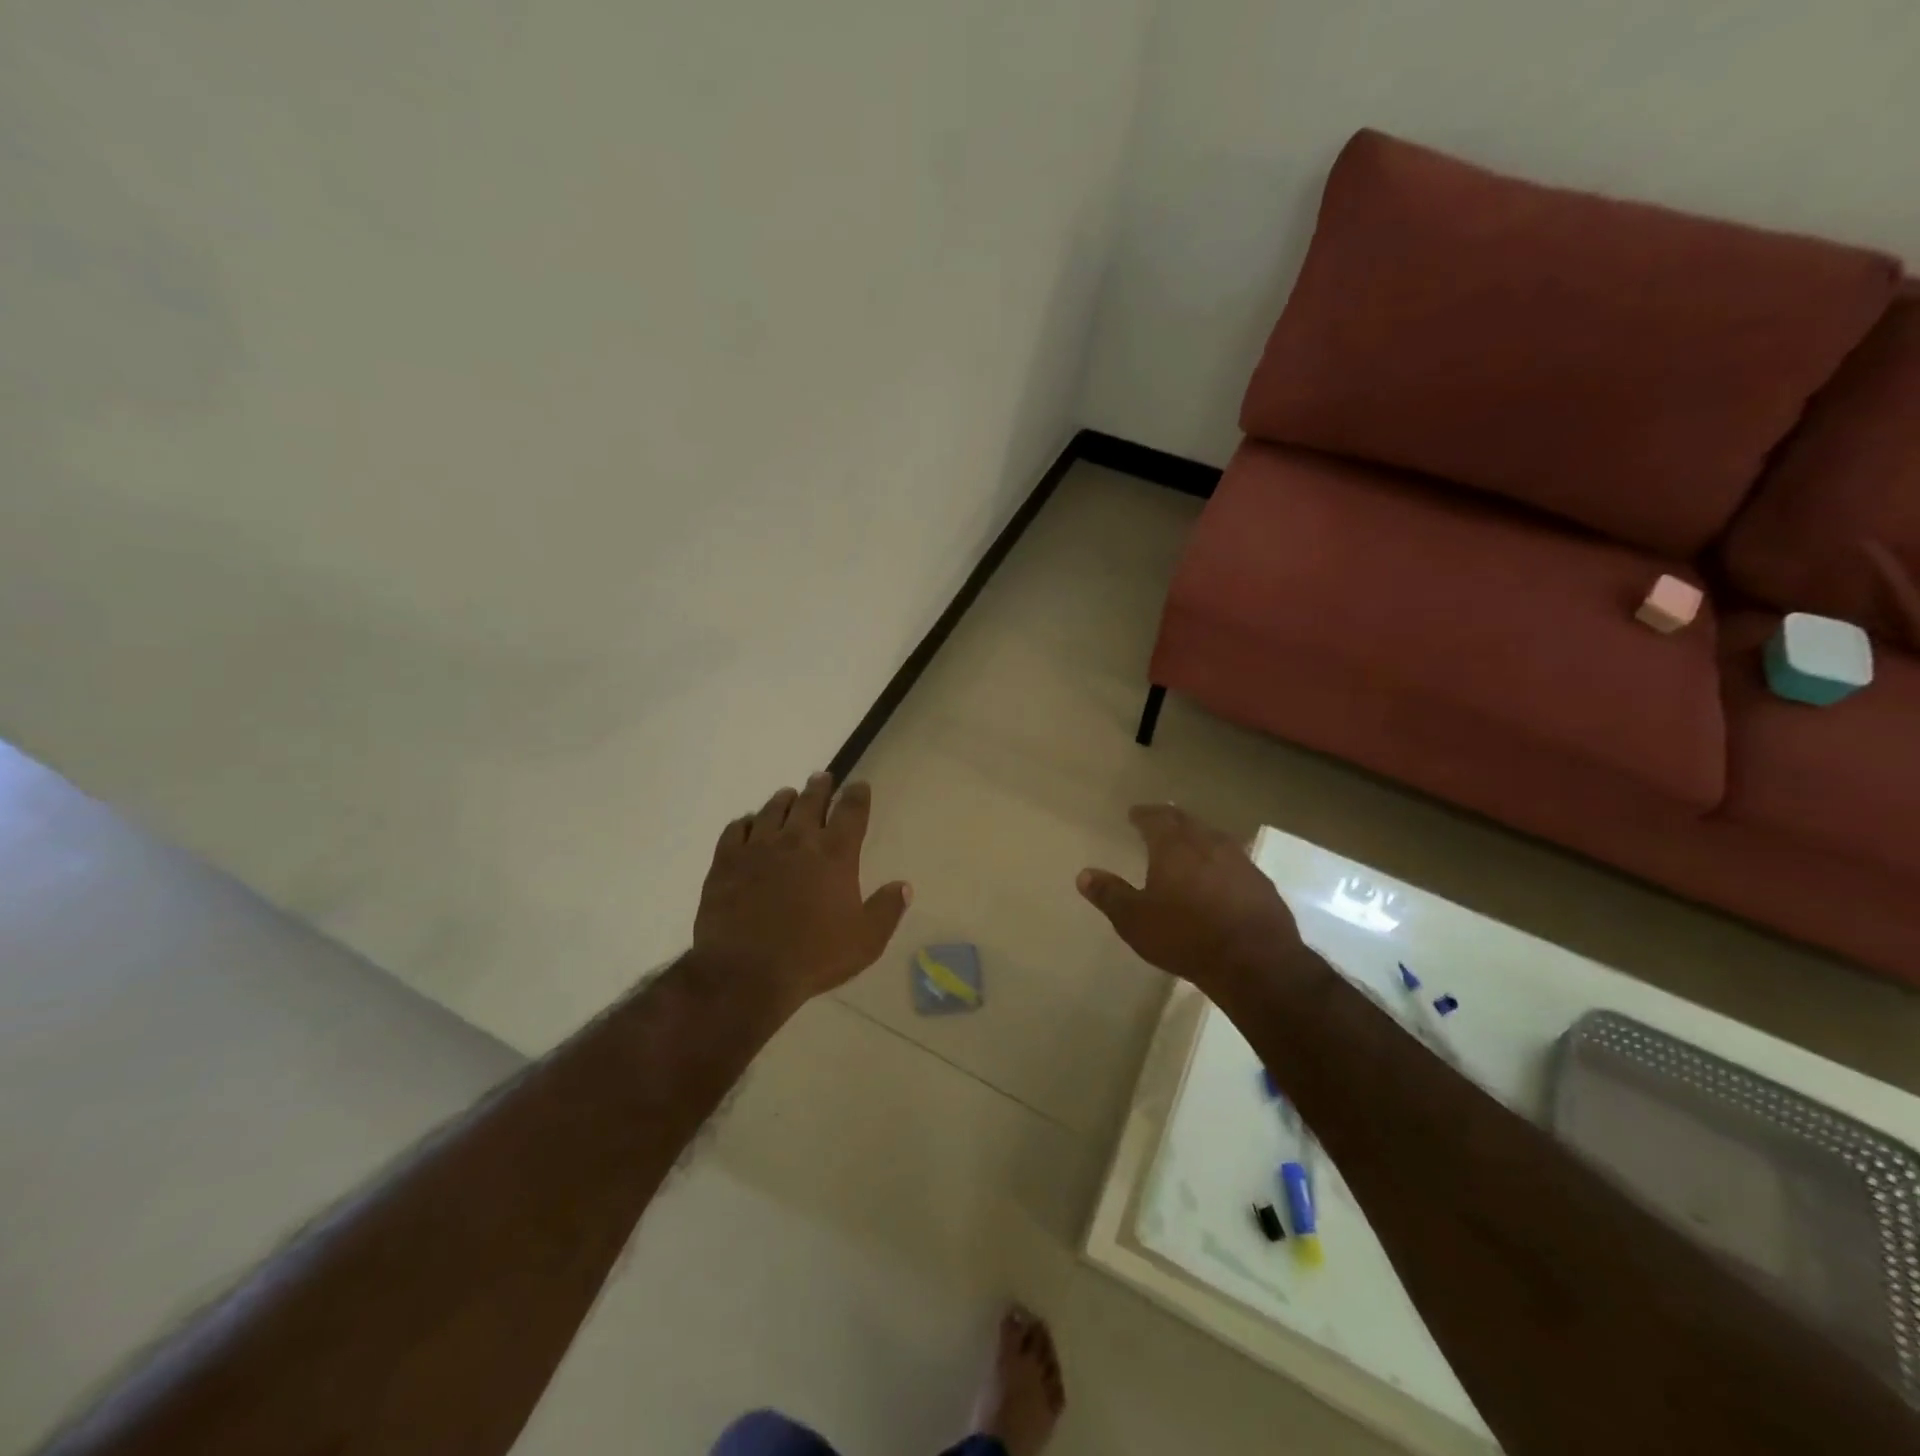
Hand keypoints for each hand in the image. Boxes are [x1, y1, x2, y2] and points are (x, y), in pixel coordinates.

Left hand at [694, 774, 910, 1008]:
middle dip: (820, 787)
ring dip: (784, 800)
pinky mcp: (726, 861)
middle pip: (810, 801)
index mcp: (835, 854)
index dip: (857, 795)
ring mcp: (758, 847)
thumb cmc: (813, 957)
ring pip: (773, 810)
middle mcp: (798, 840)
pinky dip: (746, 822)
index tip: (859, 786)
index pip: (851, 811)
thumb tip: (904, 886)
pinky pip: (736, 829)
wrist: (746, 972)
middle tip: (822, 777)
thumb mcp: (866, 941)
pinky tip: (748, 824)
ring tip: (788, 794)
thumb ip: (887, 910)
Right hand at [1077, 805, 1306, 997]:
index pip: (1156, 818)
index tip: (1134, 814)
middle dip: (1170, 820)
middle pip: (1187, 822)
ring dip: (1197, 837)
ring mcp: (1239, 861)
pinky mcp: (1261, 883)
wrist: (1255, 961)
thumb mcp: (1135, 920)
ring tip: (1187, 845)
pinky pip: (1234, 861)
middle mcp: (1208, 843)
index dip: (1143, 814)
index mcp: (1174, 846)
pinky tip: (1219, 875)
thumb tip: (1084, 874)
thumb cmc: (1185, 936)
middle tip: (1159, 822)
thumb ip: (1109, 894)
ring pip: (1213, 838)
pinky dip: (1220, 861)